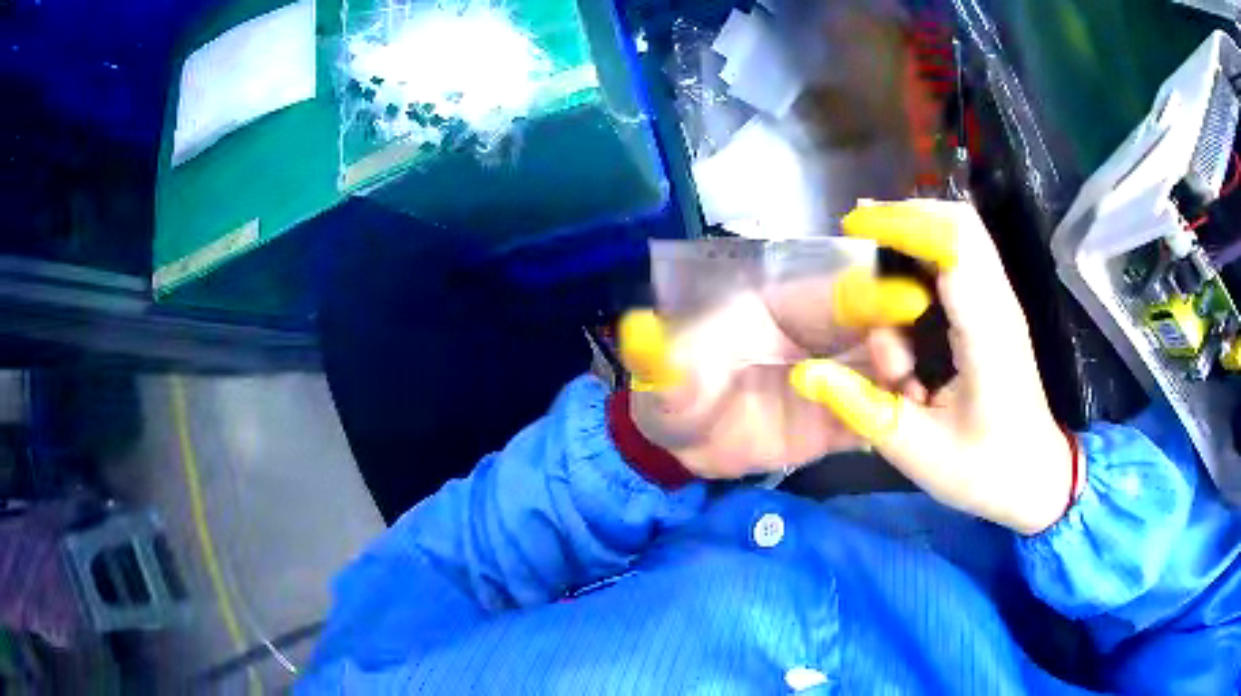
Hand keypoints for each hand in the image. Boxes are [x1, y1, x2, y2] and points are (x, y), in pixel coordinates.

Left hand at [617, 259, 930, 480]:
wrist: (680, 444)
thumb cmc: (673, 390)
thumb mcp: (662, 372)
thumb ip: (658, 357)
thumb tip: (635, 332)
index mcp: (779, 307)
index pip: (831, 293)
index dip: (868, 294)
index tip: (907, 300)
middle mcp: (814, 338)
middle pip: (867, 328)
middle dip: (892, 339)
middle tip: (900, 366)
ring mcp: (828, 381)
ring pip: (876, 371)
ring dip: (900, 381)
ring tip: (918, 398)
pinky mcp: (831, 422)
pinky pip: (866, 416)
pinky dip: (887, 419)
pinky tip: (909, 430)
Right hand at [790, 200, 1074, 534]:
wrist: (1035, 478)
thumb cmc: (983, 470)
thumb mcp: (916, 450)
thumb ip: (862, 407)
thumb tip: (805, 372)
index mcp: (986, 333)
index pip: (953, 243)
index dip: (902, 223)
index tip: (854, 228)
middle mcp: (998, 304)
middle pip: (960, 222)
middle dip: (905, 218)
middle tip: (859, 236)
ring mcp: (1001, 304)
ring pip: (962, 235)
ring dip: (914, 240)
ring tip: (876, 274)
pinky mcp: (996, 312)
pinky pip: (962, 260)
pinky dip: (926, 259)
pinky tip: (900, 293)